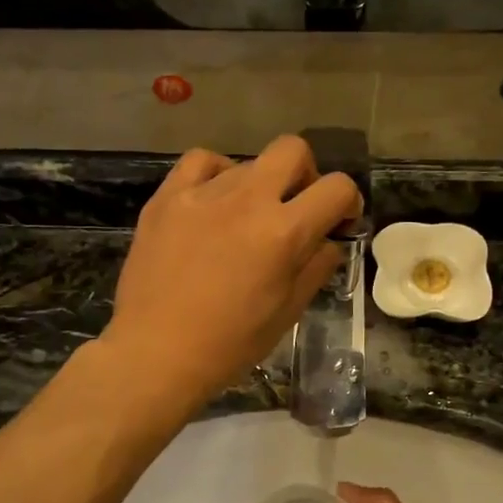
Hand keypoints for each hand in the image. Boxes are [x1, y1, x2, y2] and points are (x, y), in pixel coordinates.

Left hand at [103, 136, 361, 409]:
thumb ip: (316, 267)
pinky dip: (216, 173)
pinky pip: (200, 161)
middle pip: (293, 150)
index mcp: (284, 232)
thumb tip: (329, 240)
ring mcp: (203, 193)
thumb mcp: (287, 313)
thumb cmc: (228, 344)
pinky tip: (213, 199)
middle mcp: (247, 200)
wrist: (155, 352)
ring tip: (244, 219)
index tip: (338, 221)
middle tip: (295, 208)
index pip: (336, 187)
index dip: (347, 201)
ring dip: (259, 185)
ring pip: (247, 162)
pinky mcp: (167, 197)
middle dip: (306, 174)